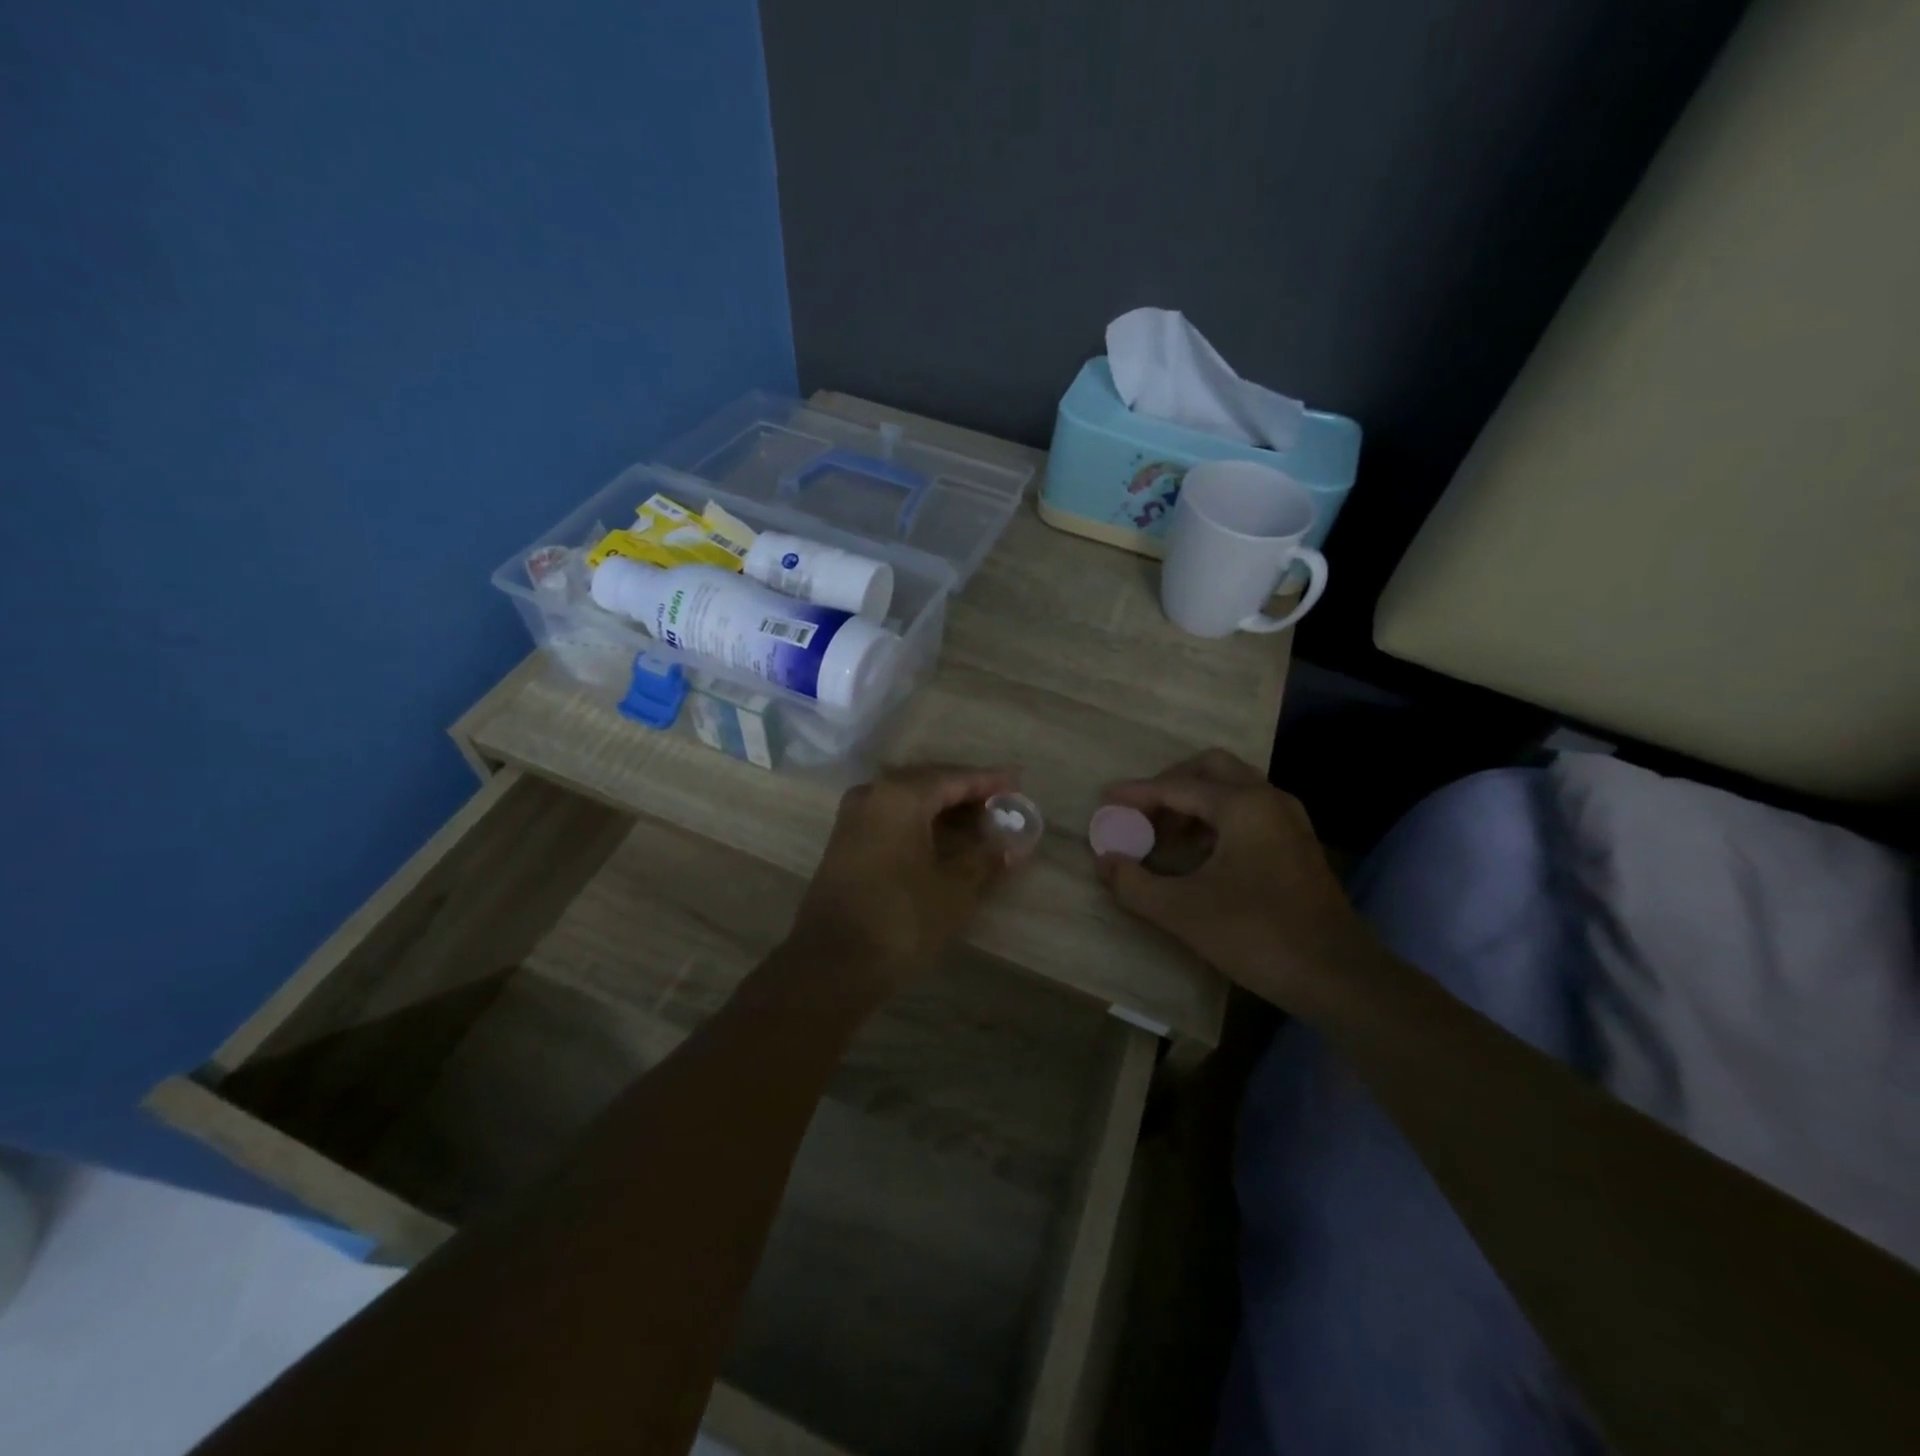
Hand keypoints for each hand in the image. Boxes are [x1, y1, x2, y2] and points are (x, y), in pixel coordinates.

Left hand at [789, 763, 1019, 985]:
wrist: (832, 964)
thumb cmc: (901, 919)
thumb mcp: (955, 889)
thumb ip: (985, 857)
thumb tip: (1010, 844)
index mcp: (900, 795)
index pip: (954, 777)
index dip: (988, 781)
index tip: (1018, 781)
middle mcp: (872, 794)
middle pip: (928, 782)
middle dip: (965, 792)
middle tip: (1001, 802)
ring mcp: (853, 818)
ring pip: (908, 800)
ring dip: (943, 808)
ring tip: (978, 822)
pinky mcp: (845, 843)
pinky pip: (892, 818)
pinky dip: (921, 823)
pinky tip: (942, 839)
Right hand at [1095, 749, 1374, 1008]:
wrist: (1337, 976)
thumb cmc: (1257, 935)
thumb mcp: (1183, 912)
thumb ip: (1134, 883)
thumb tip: (1105, 861)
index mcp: (1243, 806)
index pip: (1177, 786)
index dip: (1137, 793)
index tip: (1105, 799)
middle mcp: (1269, 800)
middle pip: (1211, 769)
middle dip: (1170, 784)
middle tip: (1141, 812)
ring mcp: (1288, 820)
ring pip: (1233, 788)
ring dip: (1194, 801)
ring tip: (1164, 835)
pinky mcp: (1296, 843)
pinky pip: (1248, 810)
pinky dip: (1216, 818)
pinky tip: (1198, 853)